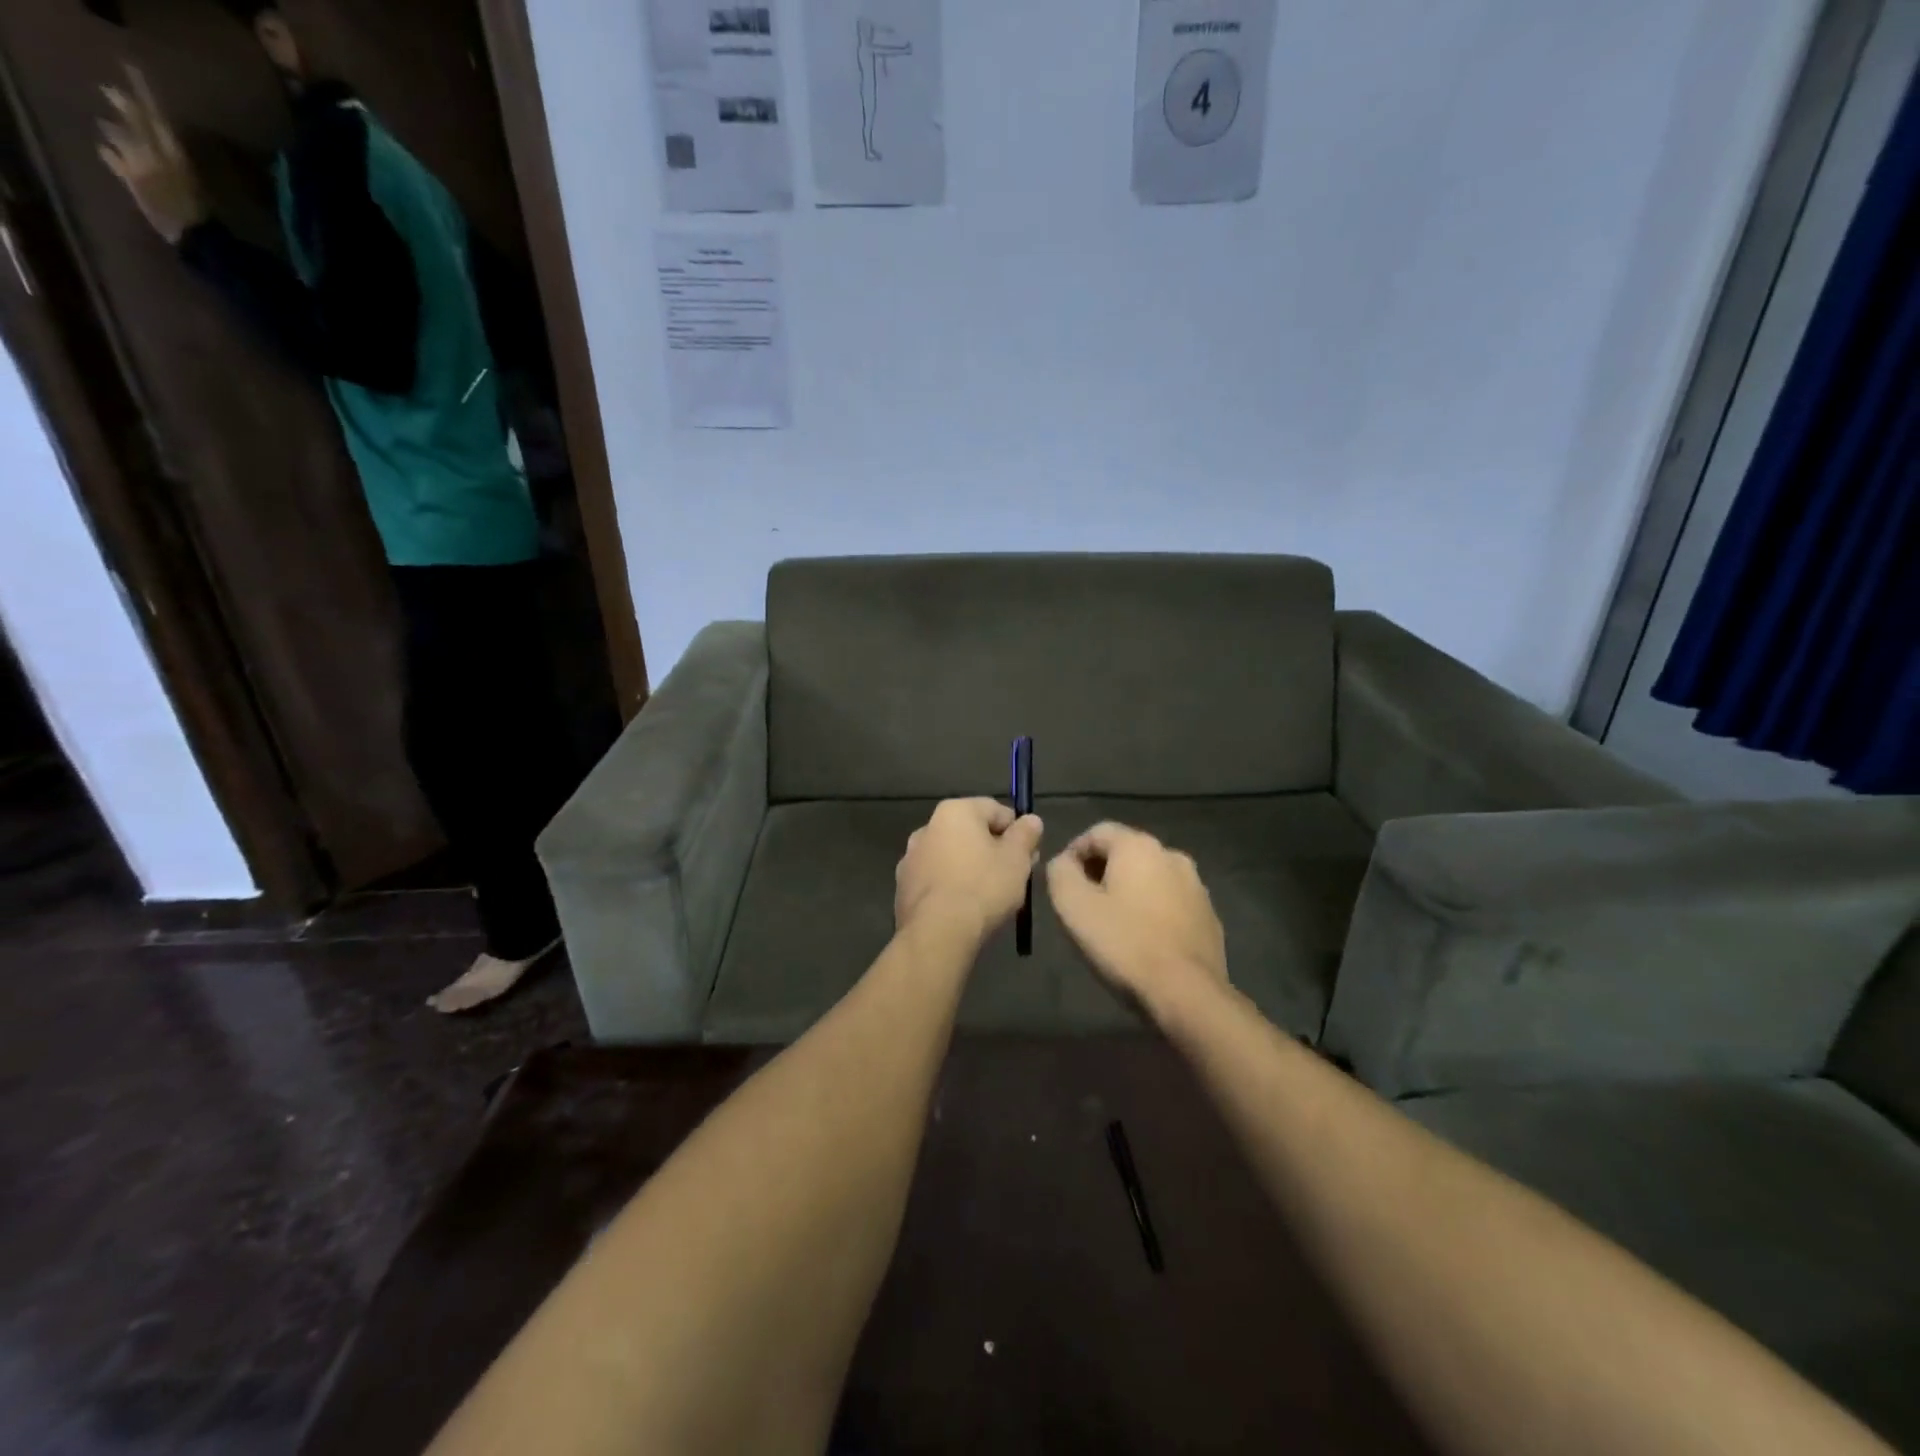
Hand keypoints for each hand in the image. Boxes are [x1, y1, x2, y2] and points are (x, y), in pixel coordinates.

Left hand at [97, 66, 205, 244]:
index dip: (147, 101)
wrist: (201, 242)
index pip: (159, 123)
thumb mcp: (208, 188)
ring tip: (106, 122)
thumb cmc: (215, 219)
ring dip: (113, 130)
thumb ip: (192, 166)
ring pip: (120, 140)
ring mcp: (140, 170)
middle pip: (136, 126)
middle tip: (111, 90)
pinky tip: (104, 149)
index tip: (136, 77)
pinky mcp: (133, 185)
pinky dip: (110, 156)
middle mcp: (154, 158)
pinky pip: (116, 164)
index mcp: (177, 159)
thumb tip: (181, 148)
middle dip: (125, 108)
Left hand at [894, 798, 1042, 942]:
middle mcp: (927, 827)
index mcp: (954, 812)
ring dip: (972, 867)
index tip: (1028, 854)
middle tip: (1015, 876)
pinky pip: (937, 879)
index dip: (1017, 831)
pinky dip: (952, 886)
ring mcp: (911, 858)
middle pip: (971, 832)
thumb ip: (1026, 834)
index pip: (995, 809)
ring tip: (991, 895)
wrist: (937, 932)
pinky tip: (965, 908)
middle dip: (994, 850)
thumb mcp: (1017, 859)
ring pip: (952, 856)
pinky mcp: (904, 887)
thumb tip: (1031, 820)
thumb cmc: (983, 887)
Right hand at [1046, 822, 1227, 1024]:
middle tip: (1083, 904)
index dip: (1074, 852)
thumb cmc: (1123, 944)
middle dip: (1101, 872)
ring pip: (1150, 878)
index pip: (1097, 832)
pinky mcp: (1209, 916)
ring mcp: (1196, 886)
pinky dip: (1152, 911)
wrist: (1186, 993)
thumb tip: (1064, 862)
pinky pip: (1171, 902)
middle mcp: (1172, 855)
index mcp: (1139, 846)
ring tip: (1112, 923)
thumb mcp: (1073, 906)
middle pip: (1126, 853)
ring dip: (1129, 891)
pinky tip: (1143, 940)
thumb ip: (1060, 872)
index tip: (1062, 882)